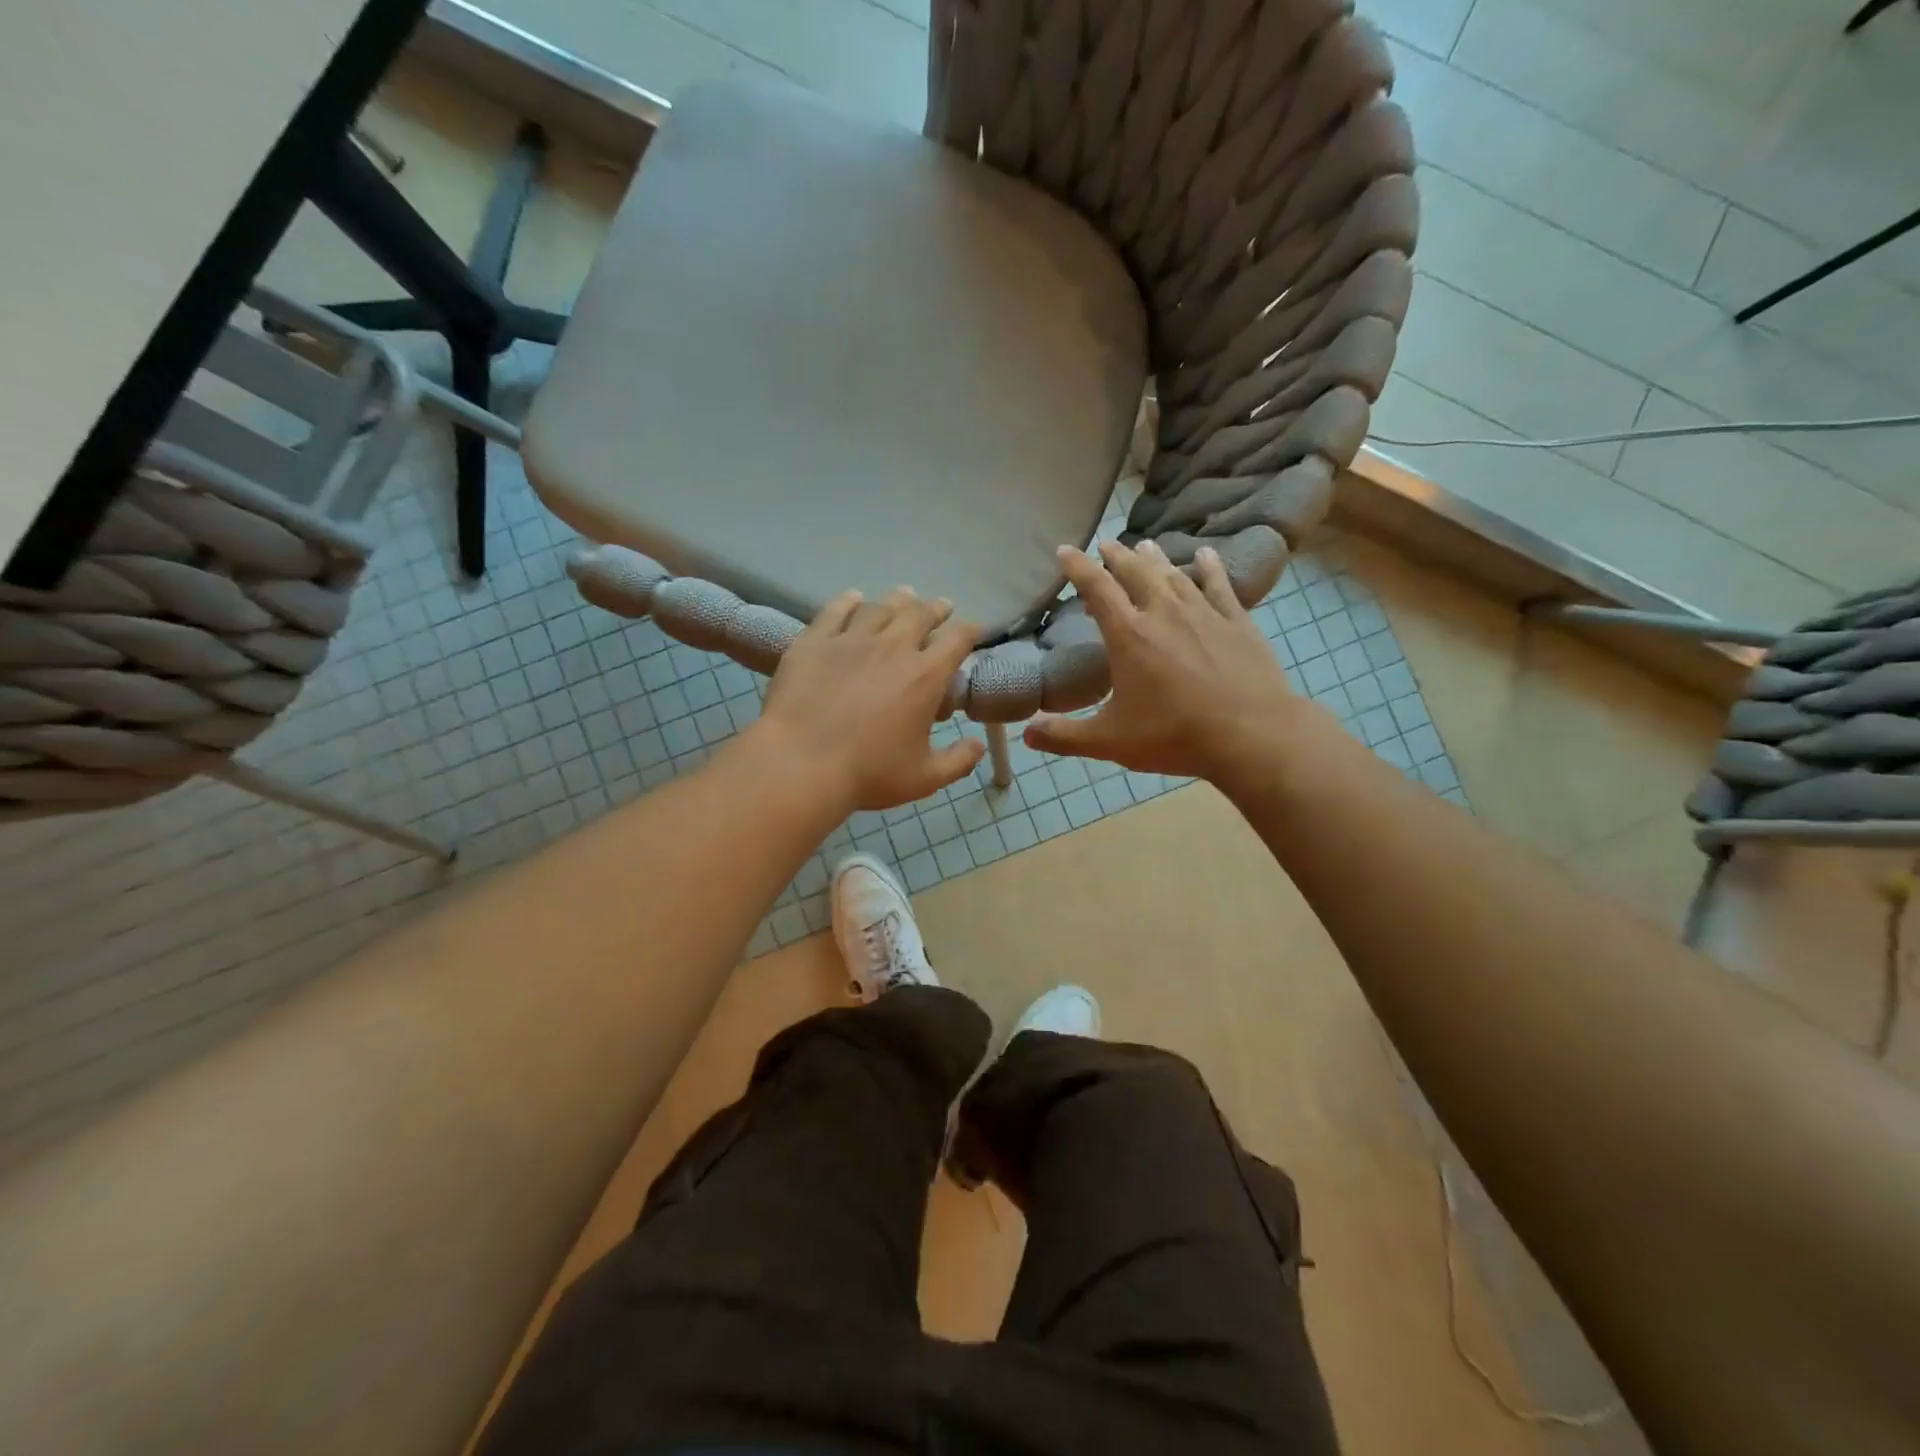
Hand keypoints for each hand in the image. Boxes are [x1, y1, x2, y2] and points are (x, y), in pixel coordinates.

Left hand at [755, 587, 984, 810]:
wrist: (801, 763)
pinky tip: (853, 597)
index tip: (975, 630)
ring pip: (880, 607)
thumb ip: (958, 761)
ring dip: (897, 600)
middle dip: (936, 608)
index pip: (958, 640)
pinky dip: (848, 601)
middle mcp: (893, 647)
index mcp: (925, 676)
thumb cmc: (868, 773)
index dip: (970, 631)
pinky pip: (835, 611)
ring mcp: (851, 640)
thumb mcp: (924, 778)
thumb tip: (978, 745)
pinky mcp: (814, 641)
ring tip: (904, 596)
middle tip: (941, 607)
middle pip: (920, 614)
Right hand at [1025, 540, 1304, 783]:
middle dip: (1117, 556)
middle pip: (1136, 572)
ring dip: (1156, 558)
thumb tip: (1026, 734)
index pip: (1098, 589)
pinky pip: (1219, 585)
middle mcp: (1163, 613)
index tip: (1066, 550)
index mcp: (1129, 635)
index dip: (1079, 567)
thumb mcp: (1110, 741)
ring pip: (1174, 574)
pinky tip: (1205, 555)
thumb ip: (1065, 736)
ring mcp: (1204, 614)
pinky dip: (1209, 567)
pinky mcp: (1237, 622)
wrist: (1251, 735)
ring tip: (1145, 544)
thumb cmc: (1174, 735)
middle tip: (1106, 544)